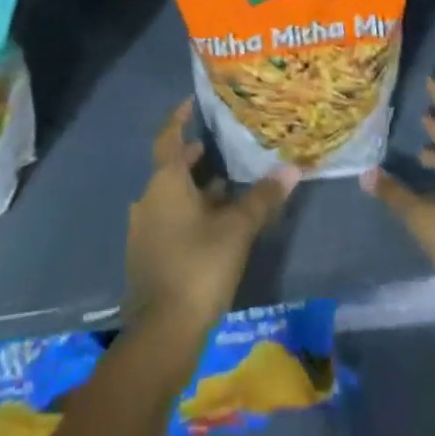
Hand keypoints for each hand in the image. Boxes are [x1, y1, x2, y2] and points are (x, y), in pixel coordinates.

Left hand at [126, 99, 299, 336]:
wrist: (161, 334)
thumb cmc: (198, 267)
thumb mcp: (237, 230)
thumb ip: (262, 198)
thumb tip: (292, 169)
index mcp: (165, 180)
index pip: (169, 135)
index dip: (179, 117)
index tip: (191, 101)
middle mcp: (149, 196)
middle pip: (171, 167)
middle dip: (193, 157)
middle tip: (219, 147)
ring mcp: (143, 228)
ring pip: (170, 195)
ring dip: (193, 188)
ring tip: (224, 187)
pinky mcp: (145, 255)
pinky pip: (167, 219)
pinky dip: (187, 213)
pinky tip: (211, 226)